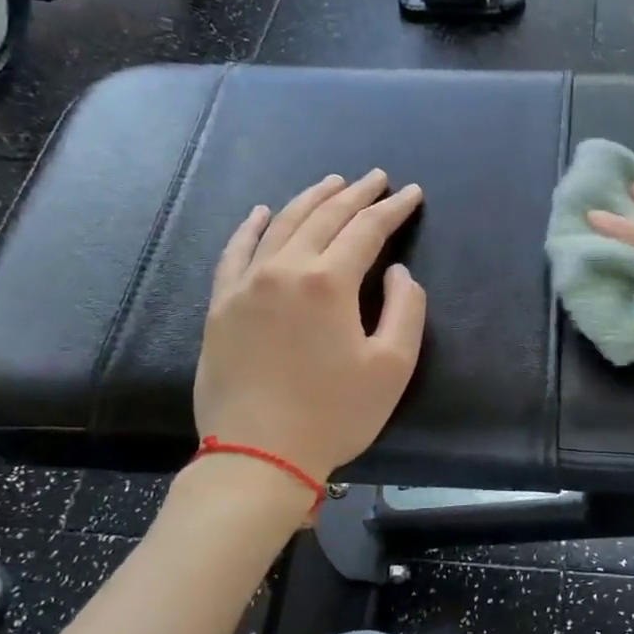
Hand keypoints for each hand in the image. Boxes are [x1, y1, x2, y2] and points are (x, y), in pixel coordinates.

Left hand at [194, 171, 425, 480]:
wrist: (258, 456)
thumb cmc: (334, 415)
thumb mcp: (392, 367)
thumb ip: (404, 310)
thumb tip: (395, 273)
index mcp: (328, 282)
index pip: (366, 229)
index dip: (393, 209)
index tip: (412, 193)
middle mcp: (284, 269)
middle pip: (324, 217)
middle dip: (355, 193)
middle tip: (377, 178)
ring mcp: (246, 284)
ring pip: (280, 224)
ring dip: (310, 199)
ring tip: (332, 183)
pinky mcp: (221, 305)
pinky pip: (235, 251)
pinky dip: (250, 227)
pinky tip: (260, 212)